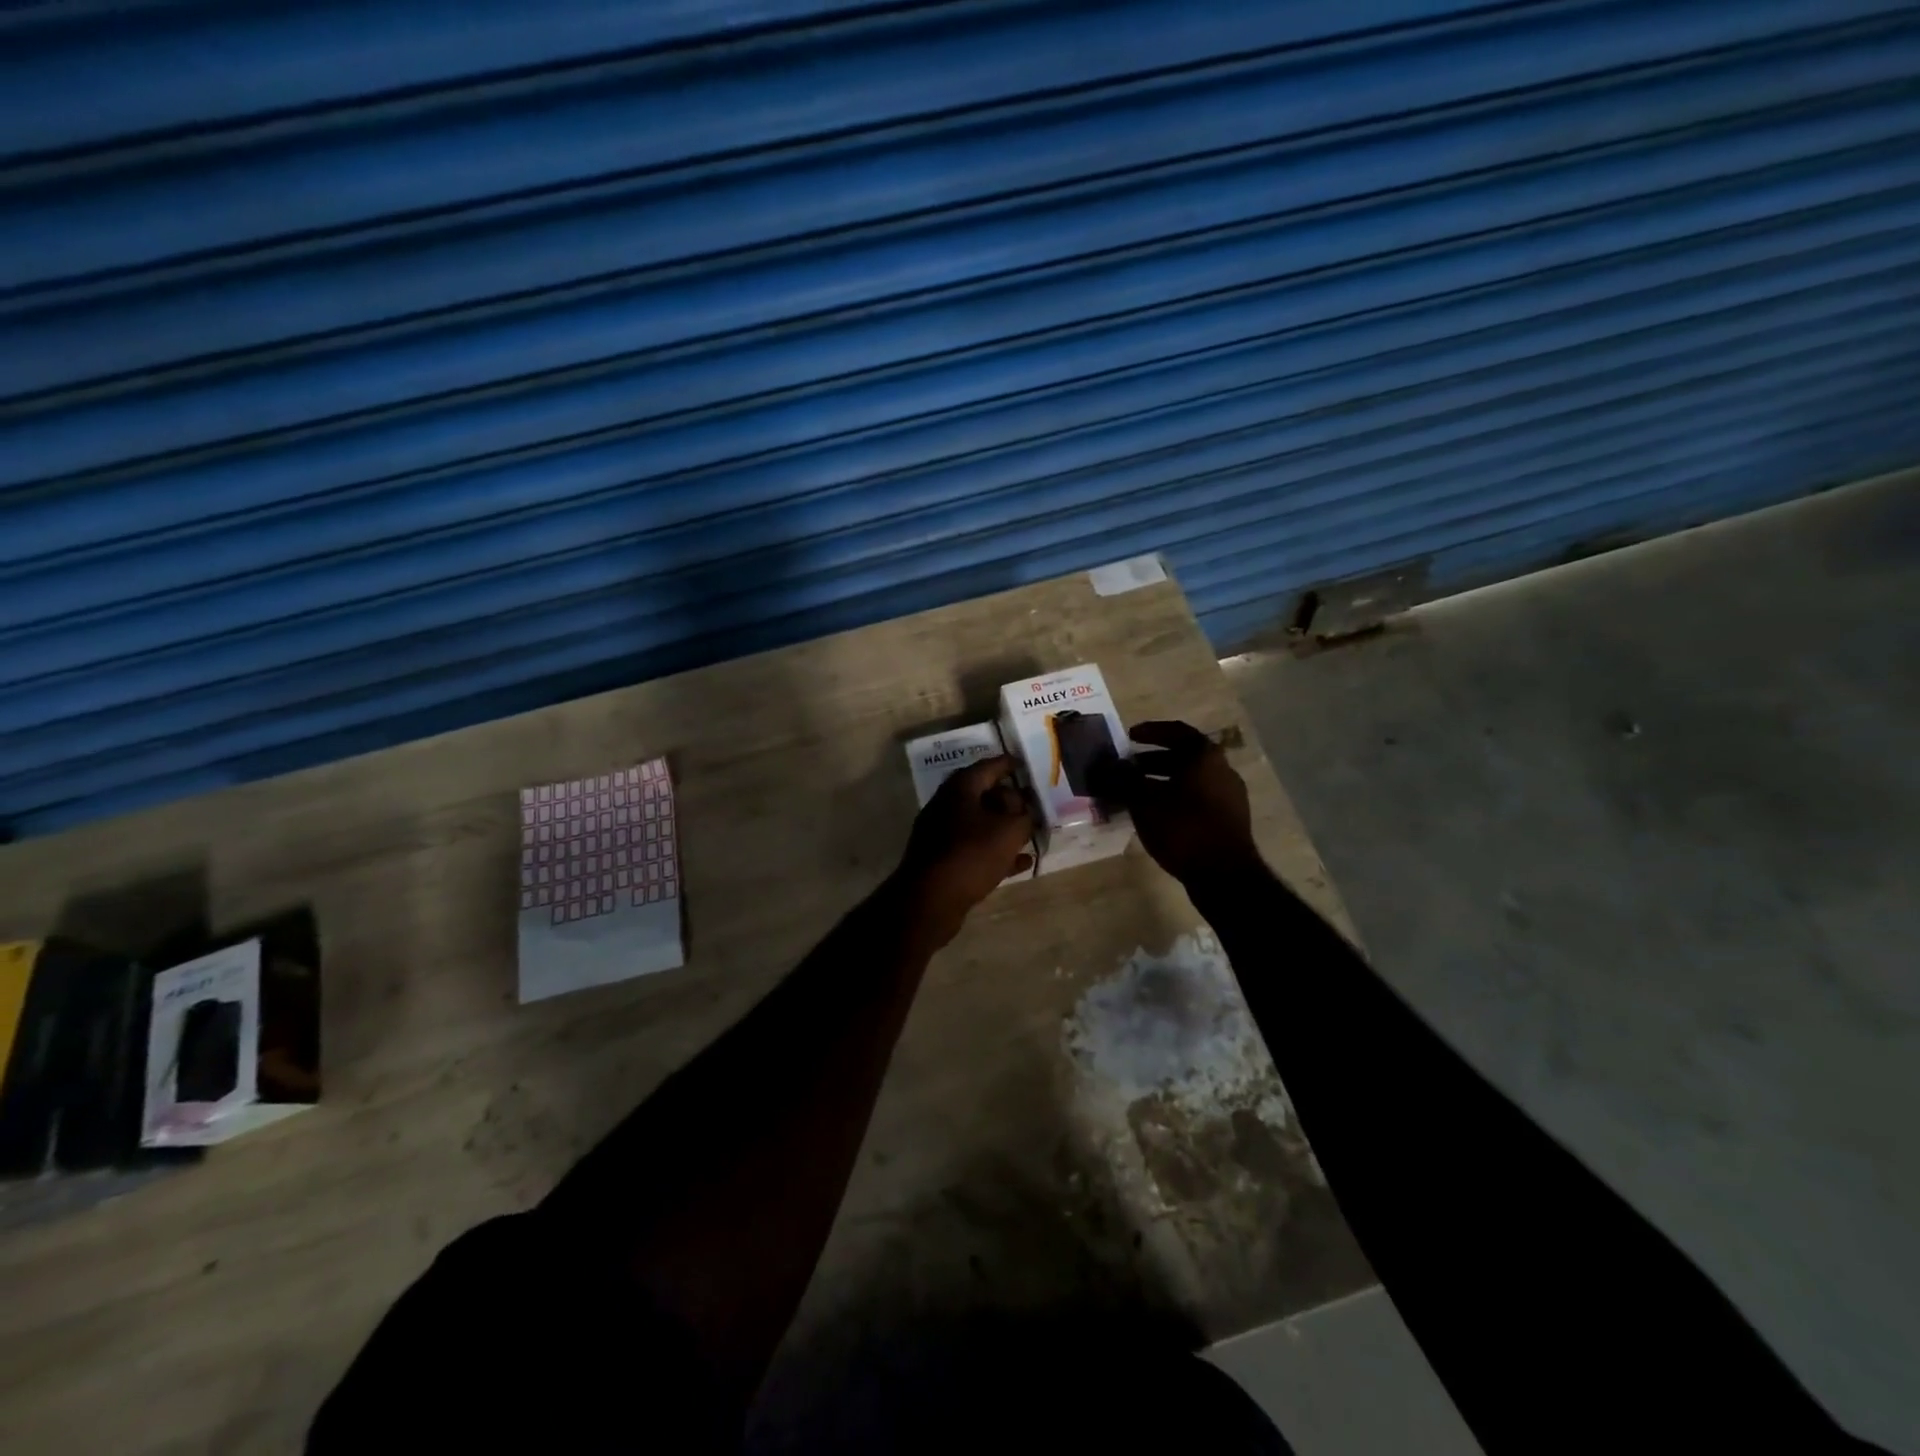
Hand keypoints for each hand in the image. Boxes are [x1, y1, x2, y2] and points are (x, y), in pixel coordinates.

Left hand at [893, 755, 1034, 945]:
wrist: (930, 899)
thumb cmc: (972, 854)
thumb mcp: (1009, 830)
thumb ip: (1023, 815)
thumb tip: (1023, 806)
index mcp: (960, 788)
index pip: (988, 766)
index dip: (1009, 764)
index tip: (1025, 764)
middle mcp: (947, 805)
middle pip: (983, 795)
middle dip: (1009, 799)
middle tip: (1031, 803)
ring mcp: (941, 834)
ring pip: (979, 824)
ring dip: (1004, 828)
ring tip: (1030, 833)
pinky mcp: (942, 860)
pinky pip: (975, 849)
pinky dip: (996, 852)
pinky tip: (1020, 863)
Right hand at [1094, 721, 1259, 885]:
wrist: (1225, 875)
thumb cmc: (1184, 828)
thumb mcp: (1144, 802)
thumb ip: (1123, 780)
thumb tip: (1105, 767)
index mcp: (1205, 756)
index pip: (1176, 731)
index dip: (1151, 731)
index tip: (1129, 736)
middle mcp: (1222, 770)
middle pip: (1183, 757)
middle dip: (1151, 760)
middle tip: (1127, 767)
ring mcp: (1229, 797)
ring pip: (1189, 780)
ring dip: (1161, 781)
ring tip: (1135, 793)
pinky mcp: (1228, 820)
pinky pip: (1196, 799)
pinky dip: (1173, 798)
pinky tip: (1154, 815)